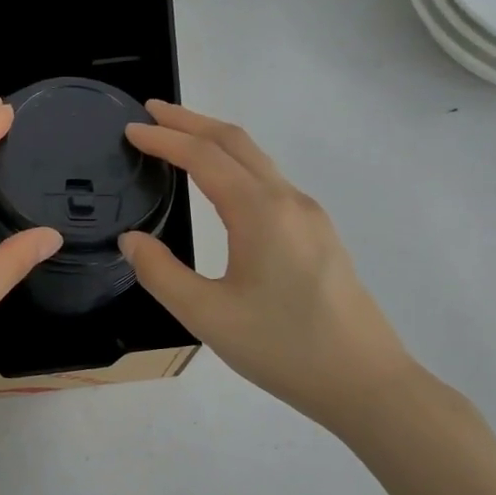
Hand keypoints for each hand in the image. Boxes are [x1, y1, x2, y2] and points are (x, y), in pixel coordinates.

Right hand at [120, 102, 418, 432]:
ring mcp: (309, 216)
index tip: (130, 129)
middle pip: (236, 141)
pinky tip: (220, 185)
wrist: (365, 382)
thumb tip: (131, 240)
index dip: (164, 139)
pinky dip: (235, 165)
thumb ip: (160, 273)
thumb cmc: (282, 348)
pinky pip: (269, 181)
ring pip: (257, 159)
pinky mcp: (318, 235)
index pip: (204, 157)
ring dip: (215, 141)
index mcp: (260, 212)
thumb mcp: (206, 316)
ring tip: (178, 139)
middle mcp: (288, 201)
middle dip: (191, 121)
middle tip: (151, 113)